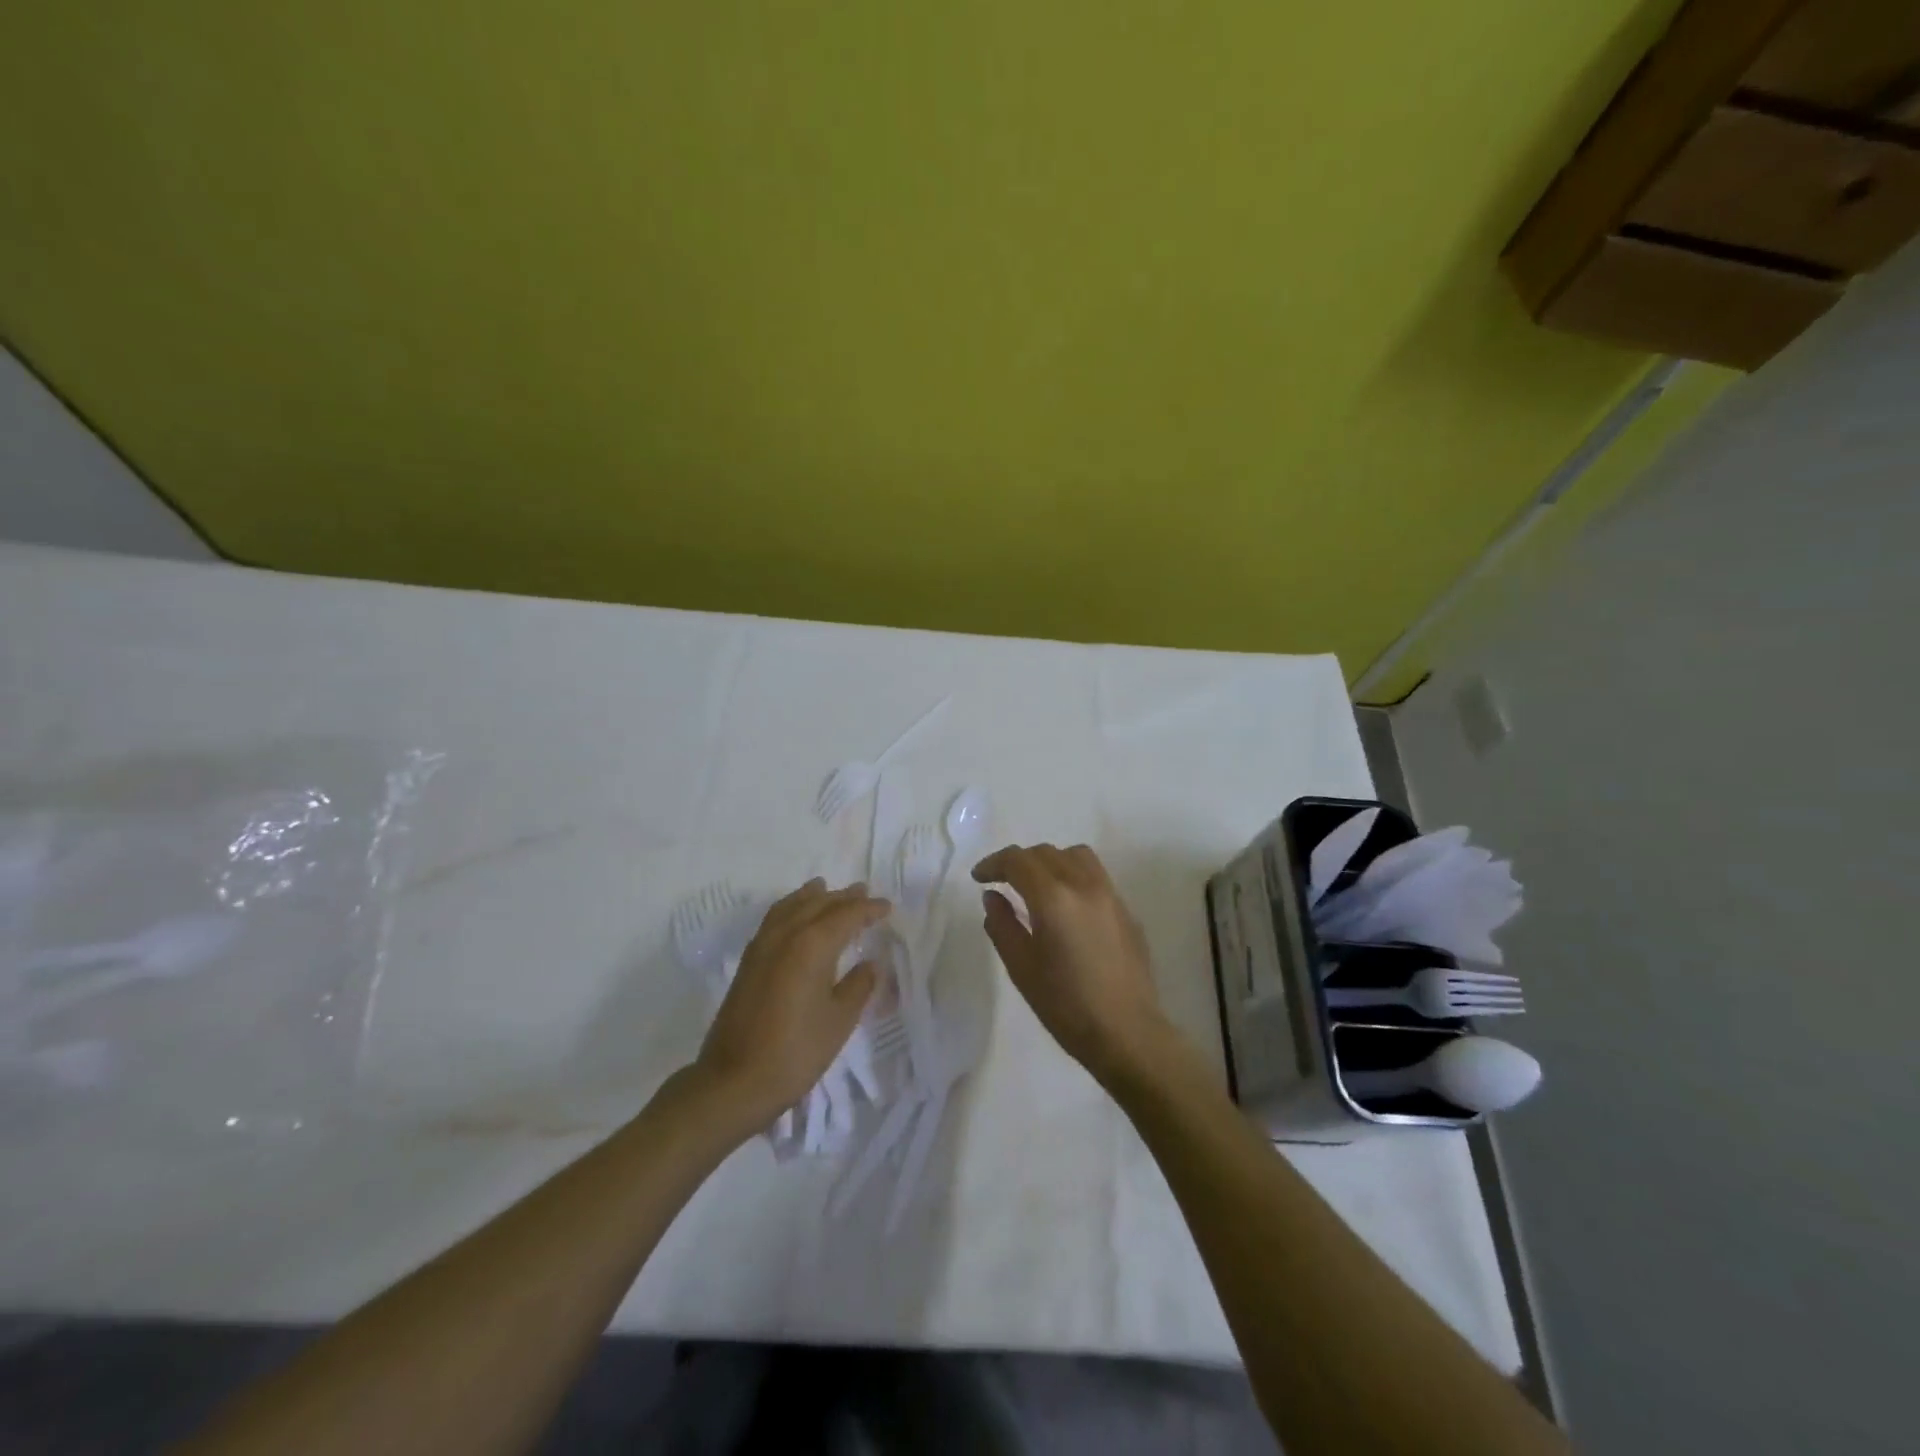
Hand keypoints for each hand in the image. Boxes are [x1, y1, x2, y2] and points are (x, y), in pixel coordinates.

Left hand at [693, 879, 886, 1136]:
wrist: (734, 1082)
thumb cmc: (795, 1052)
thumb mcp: (839, 1021)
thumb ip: (858, 987)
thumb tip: (870, 964)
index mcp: (812, 945)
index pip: (846, 915)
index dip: (868, 909)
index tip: (886, 907)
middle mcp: (786, 936)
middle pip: (818, 905)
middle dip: (842, 898)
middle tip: (863, 892)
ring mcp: (762, 947)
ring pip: (791, 907)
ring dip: (812, 897)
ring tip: (825, 889)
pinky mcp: (748, 963)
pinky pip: (774, 920)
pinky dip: (790, 909)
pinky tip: (794, 918)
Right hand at [971, 844, 1173, 1087]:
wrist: (1128, 1033)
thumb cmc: (1066, 1006)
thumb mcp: (1021, 968)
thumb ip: (1002, 925)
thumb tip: (993, 897)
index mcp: (1054, 898)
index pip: (1018, 861)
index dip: (994, 863)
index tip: (979, 878)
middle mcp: (1084, 885)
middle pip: (1046, 853)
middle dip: (1019, 862)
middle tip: (1001, 882)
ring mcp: (1110, 894)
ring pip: (1075, 856)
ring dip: (1049, 861)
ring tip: (1036, 886)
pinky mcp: (1126, 910)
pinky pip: (1095, 875)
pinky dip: (1072, 875)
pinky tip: (1066, 905)